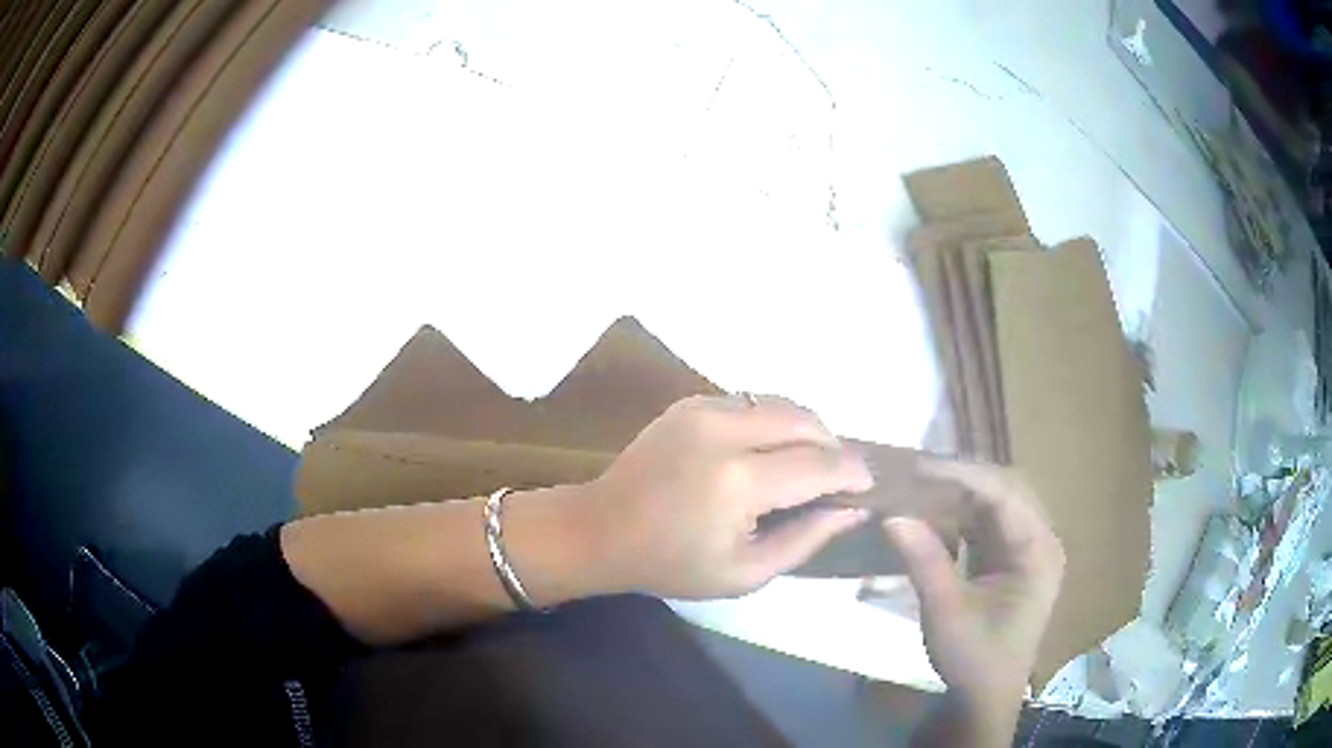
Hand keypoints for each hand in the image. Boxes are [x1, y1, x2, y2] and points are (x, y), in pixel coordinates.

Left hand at [584, 394, 874, 598]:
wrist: (600, 529)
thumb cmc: (671, 564)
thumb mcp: (745, 572)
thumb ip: (806, 539)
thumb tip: (852, 510)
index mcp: (739, 482)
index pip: (820, 465)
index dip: (854, 474)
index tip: (869, 487)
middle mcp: (725, 431)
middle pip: (807, 421)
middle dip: (834, 447)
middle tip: (838, 479)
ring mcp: (704, 408)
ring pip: (782, 404)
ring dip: (807, 431)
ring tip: (808, 465)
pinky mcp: (690, 402)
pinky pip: (752, 402)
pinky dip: (773, 422)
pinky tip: (769, 452)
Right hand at [884, 461, 1063, 706]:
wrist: (985, 698)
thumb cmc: (973, 658)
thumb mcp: (945, 611)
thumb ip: (923, 559)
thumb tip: (891, 514)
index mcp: (1038, 551)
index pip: (1005, 494)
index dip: (962, 475)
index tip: (918, 467)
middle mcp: (1040, 541)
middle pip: (1004, 491)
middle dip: (960, 479)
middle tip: (915, 473)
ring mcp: (1028, 550)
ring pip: (995, 504)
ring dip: (959, 495)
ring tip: (919, 487)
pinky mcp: (1013, 561)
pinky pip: (988, 525)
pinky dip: (960, 517)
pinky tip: (933, 515)